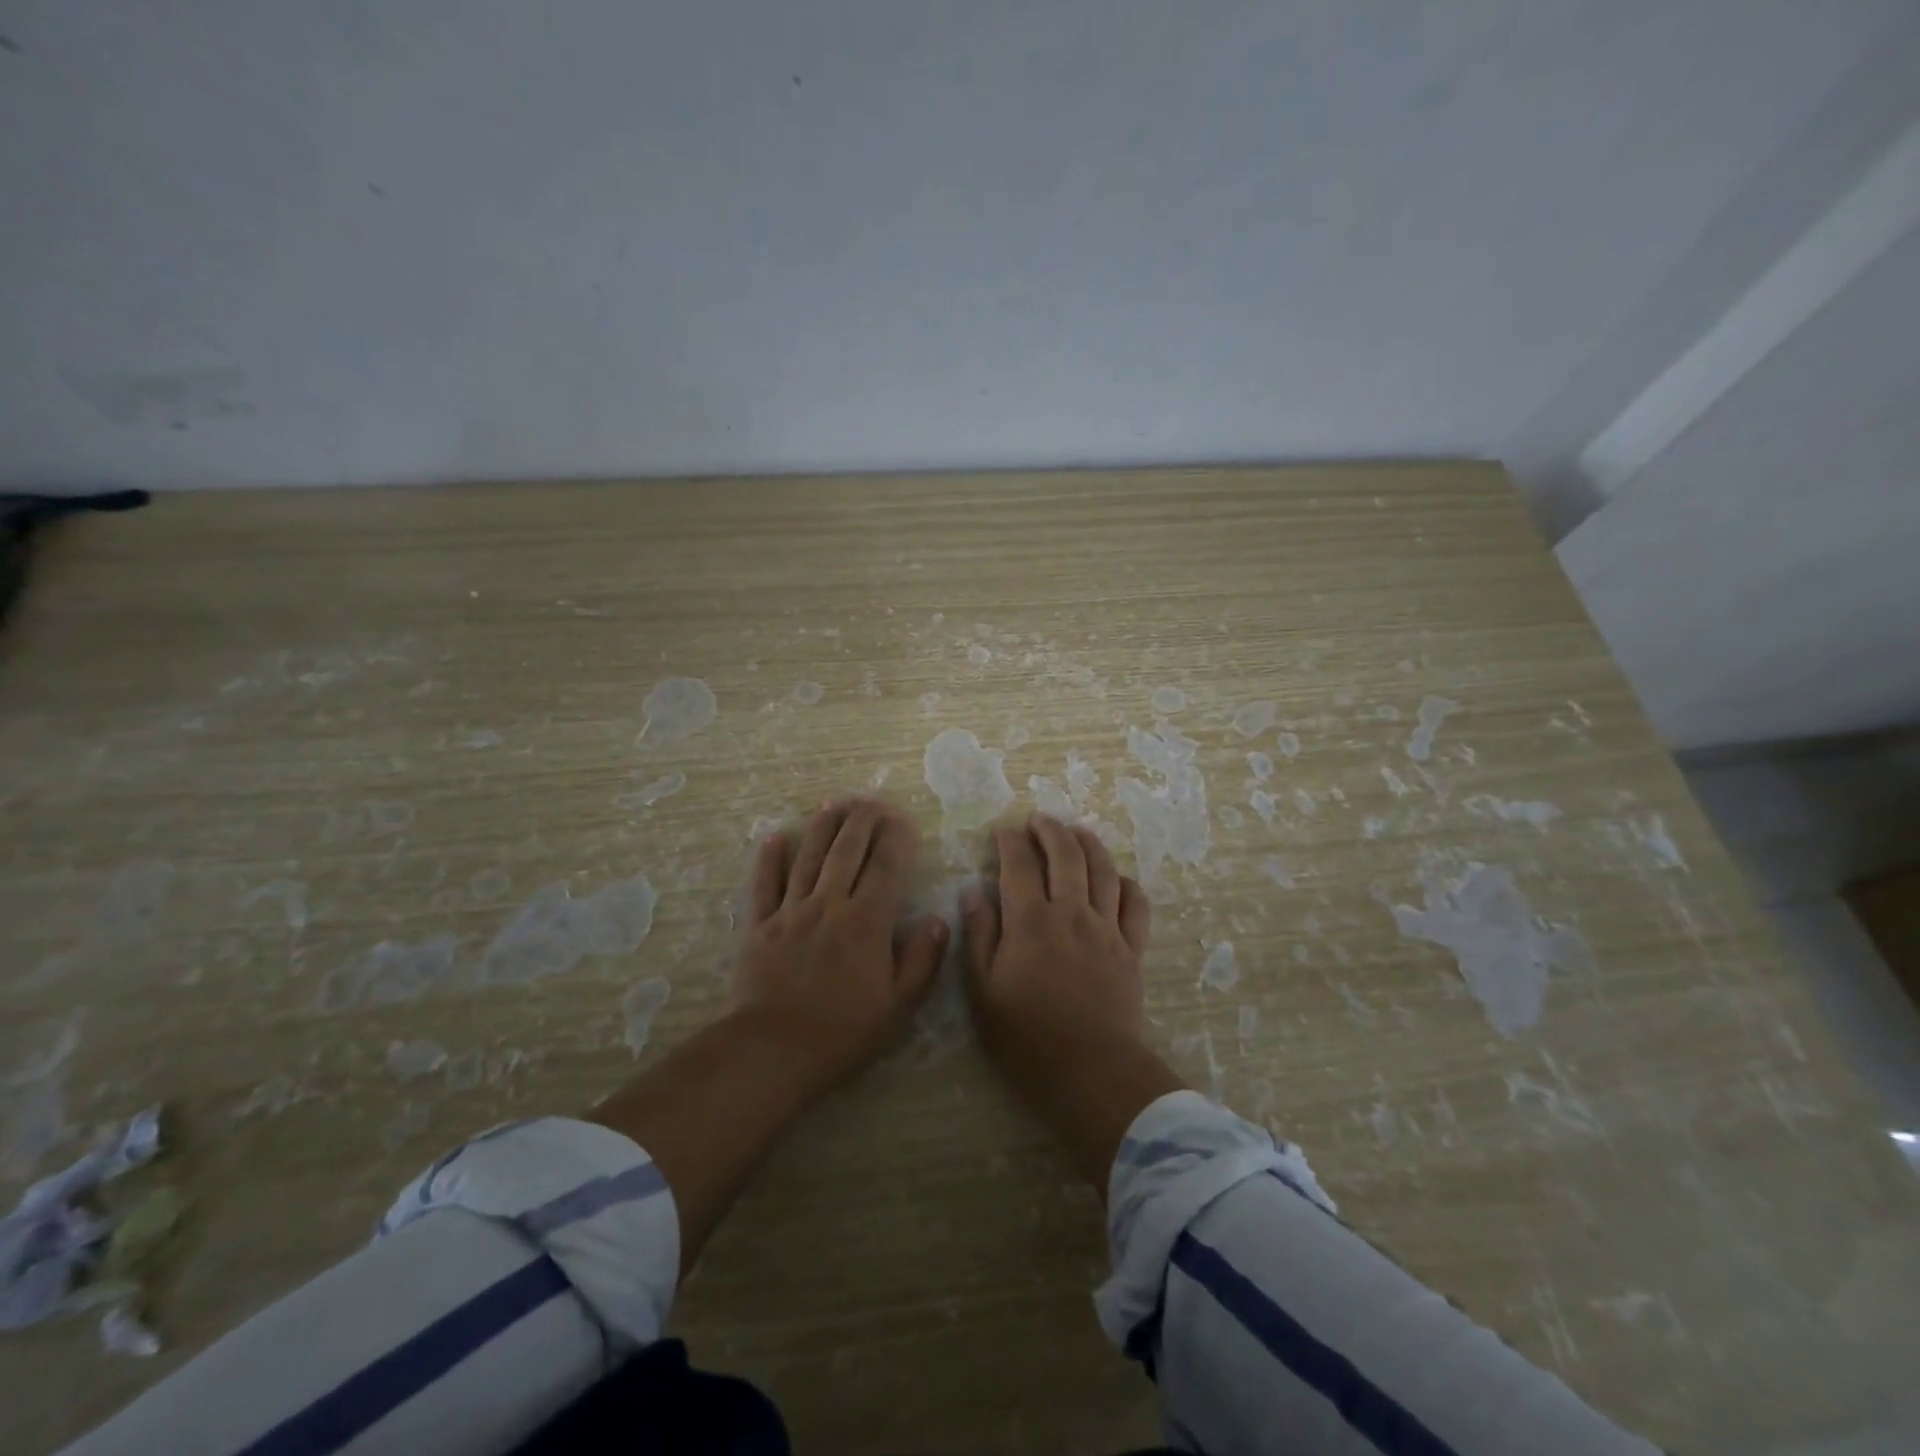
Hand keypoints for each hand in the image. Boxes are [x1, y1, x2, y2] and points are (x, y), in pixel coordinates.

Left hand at [733, 797, 947, 1089]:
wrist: (773, 1051)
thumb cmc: (843, 1032)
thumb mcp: (898, 1006)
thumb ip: (922, 960)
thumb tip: (939, 919)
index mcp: (867, 922)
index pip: (886, 868)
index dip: (896, 839)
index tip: (903, 819)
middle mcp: (829, 905)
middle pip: (847, 852)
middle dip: (861, 821)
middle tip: (870, 799)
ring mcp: (790, 912)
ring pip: (808, 858)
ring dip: (822, 827)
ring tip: (833, 803)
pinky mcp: (759, 925)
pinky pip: (764, 884)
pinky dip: (769, 859)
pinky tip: (775, 837)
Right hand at [962, 814, 1152, 1087]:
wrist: (1091, 1072)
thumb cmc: (1027, 1038)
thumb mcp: (983, 992)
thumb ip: (979, 937)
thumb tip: (973, 893)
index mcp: (1030, 922)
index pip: (1019, 864)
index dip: (1010, 841)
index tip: (1003, 831)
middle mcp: (1071, 913)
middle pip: (1066, 855)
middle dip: (1050, 830)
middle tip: (1039, 820)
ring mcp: (1106, 929)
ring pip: (1103, 871)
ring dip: (1089, 844)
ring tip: (1077, 831)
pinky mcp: (1131, 949)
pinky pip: (1136, 904)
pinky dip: (1126, 883)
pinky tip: (1117, 878)